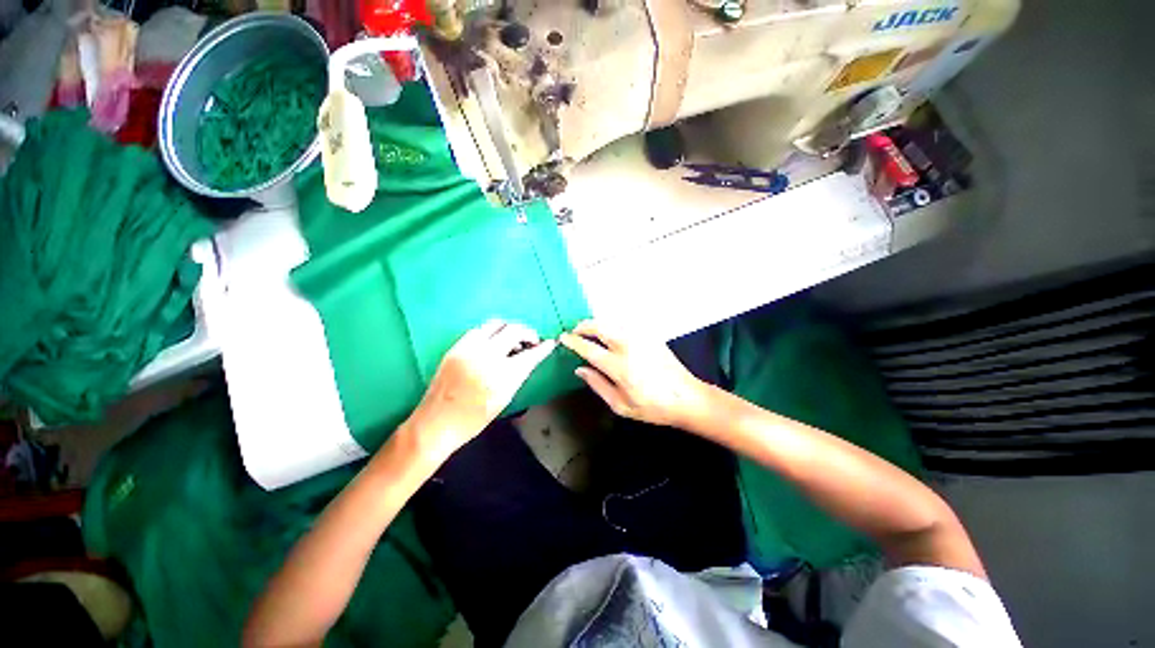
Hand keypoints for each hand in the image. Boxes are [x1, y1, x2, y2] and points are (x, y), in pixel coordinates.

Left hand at [405, 320, 555, 461]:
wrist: (436, 423)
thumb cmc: (474, 419)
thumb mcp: (504, 399)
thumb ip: (518, 375)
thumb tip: (530, 357)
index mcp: (502, 376)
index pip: (530, 354)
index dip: (543, 347)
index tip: (549, 343)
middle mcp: (487, 357)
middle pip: (514, 330)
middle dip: (528, 333)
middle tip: (531, 341)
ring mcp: (469, 349)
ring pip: (496, 324)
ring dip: (509, 329)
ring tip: (513, 340)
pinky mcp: (456, 347)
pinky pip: (479, 329)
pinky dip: (491, 332)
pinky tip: (493, 343)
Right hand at [560, 320, 710, 427]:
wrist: (686, 397)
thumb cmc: (652, 407)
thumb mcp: (620, 405)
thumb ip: (598, 385)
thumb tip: (580, 369)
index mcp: (619, 367)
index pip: (589, 349)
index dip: (573, 341)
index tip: (563, 337)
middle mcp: (628, 347)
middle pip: (600, 327)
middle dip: (584, 325)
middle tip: (575, 330)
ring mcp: (641, 338)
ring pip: (613, 321)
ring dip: (597, 322)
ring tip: (589, 329)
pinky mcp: (650, 335)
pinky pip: (626, 323)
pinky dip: (613, 323)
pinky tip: (610, 330)